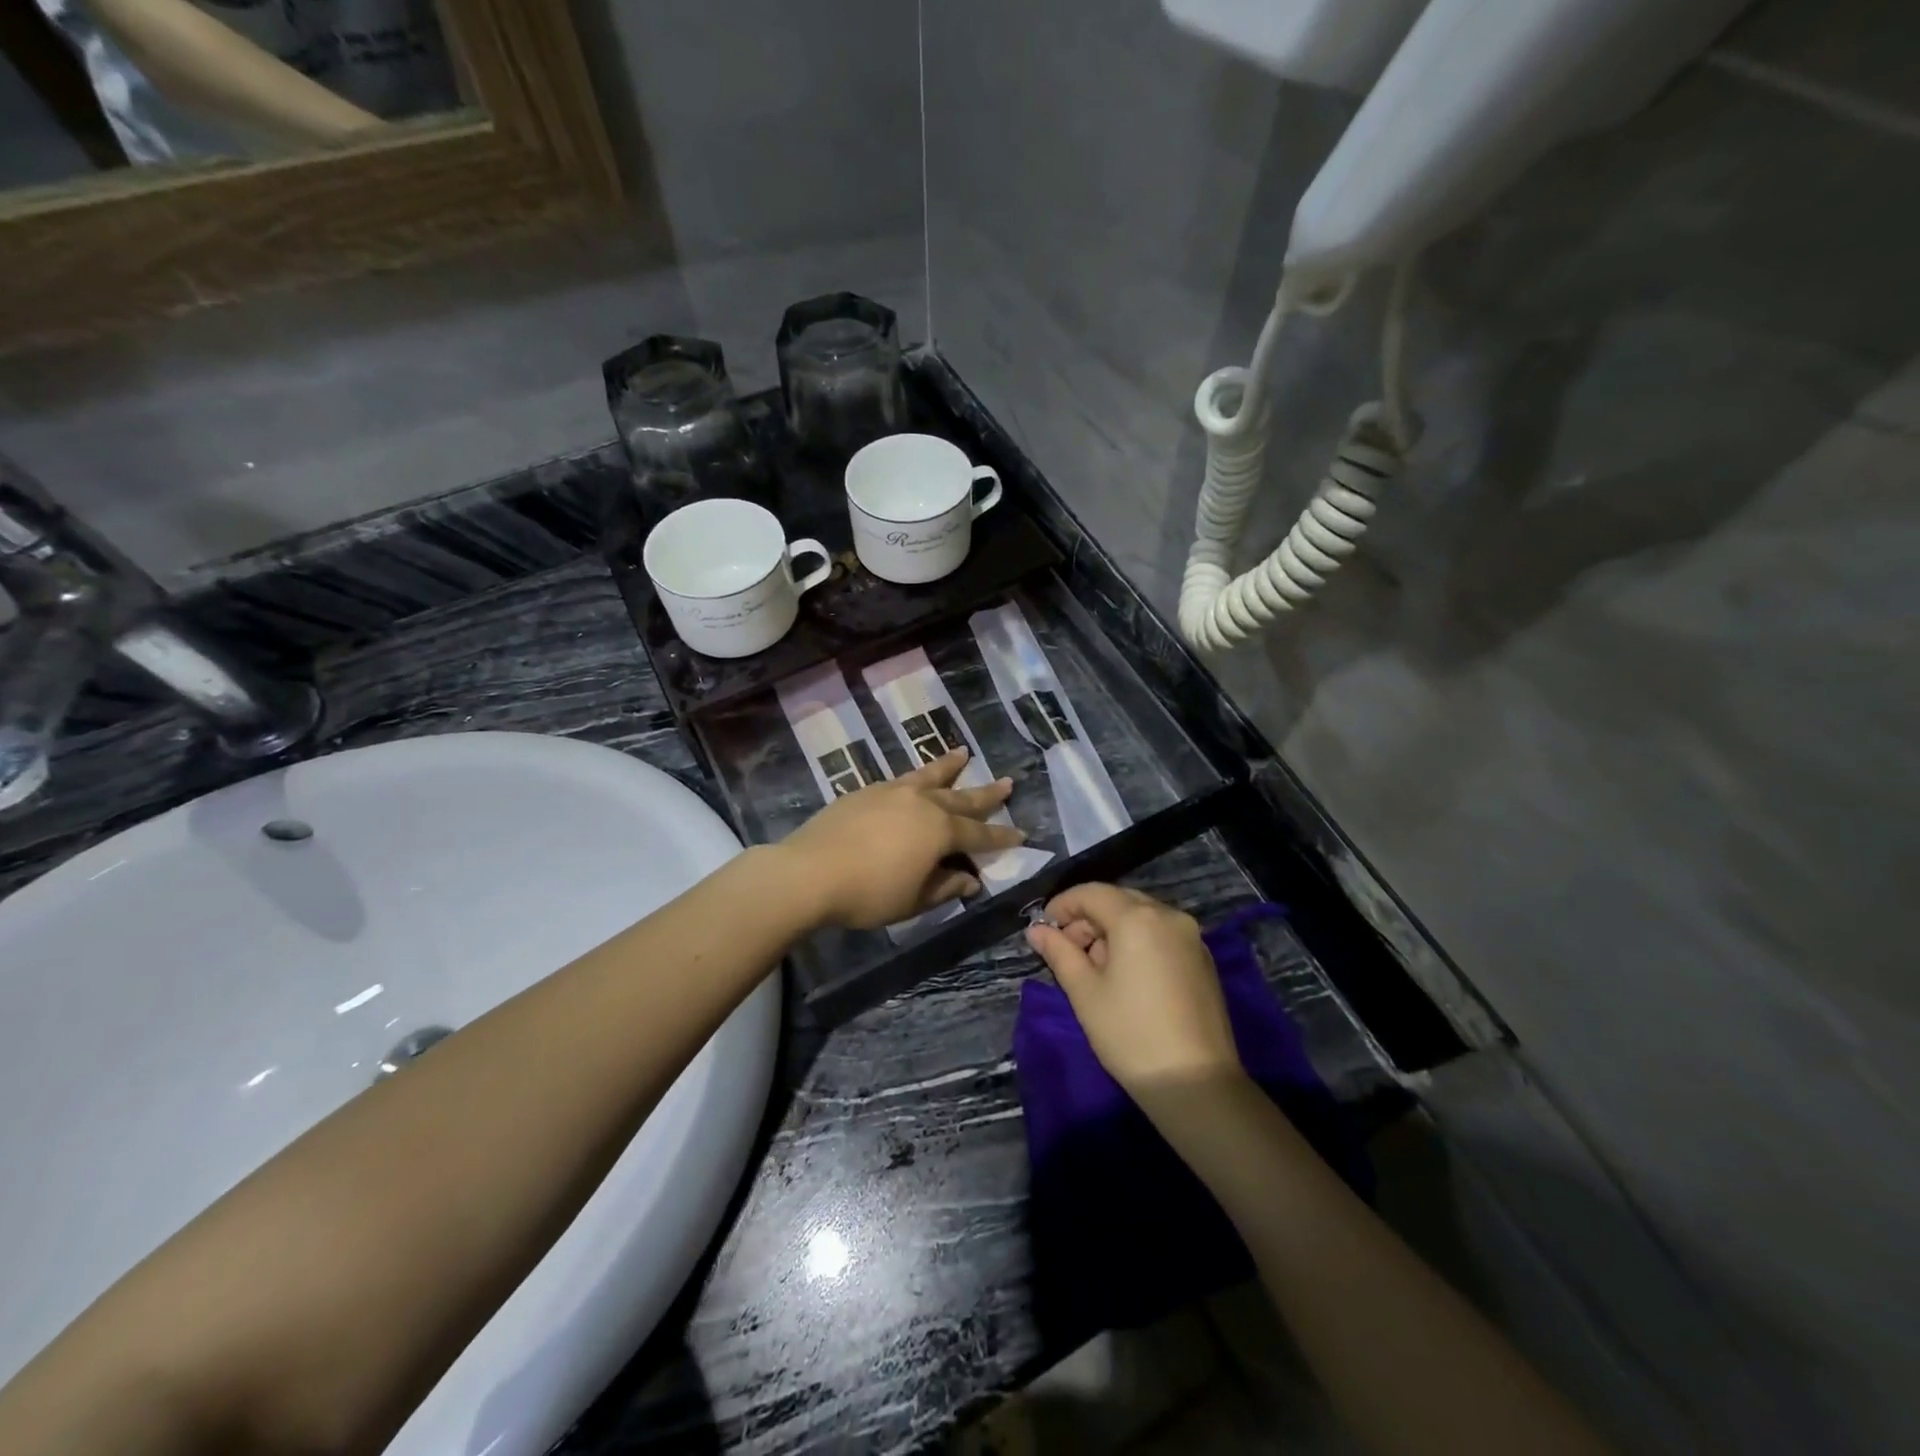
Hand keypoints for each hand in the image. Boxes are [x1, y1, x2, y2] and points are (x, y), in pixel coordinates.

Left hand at [779, 749, 1025, 929]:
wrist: (809, 872)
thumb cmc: (868, 893)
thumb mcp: (913, 900)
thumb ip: (945, 886)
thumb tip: (970, 879)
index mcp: (939, 831)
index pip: (979, 834)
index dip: (1001, 836)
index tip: (1022, 833)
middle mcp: (921, 803)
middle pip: (961, 797)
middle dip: (986, 793)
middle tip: (1007, 783)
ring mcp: (892, 791)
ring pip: (929, 775)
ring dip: (949, 766)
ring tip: (964, 753)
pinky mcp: (865, 790)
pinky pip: (901, 779)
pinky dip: (916, 777)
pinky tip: (914, 780)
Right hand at [1027, 883, 1242, 1092]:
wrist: (1196, 1083)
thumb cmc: (1130, 1033)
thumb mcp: (1084, 992)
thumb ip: (1058, 952)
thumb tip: (1037, 930)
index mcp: (1138, 917)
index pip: (1091, 893)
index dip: (1062, 906)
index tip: (1044, 930)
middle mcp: (1169, 915)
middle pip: (1118, 900)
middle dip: (1087, 919)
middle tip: (1067, 951)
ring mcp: (1191, 936)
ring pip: (1141, 916)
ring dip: (1112, 930)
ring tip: (1095, 968)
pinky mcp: (1203, 959)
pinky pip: (1161, 934)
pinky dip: (1138, 942)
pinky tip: (1127, 976)